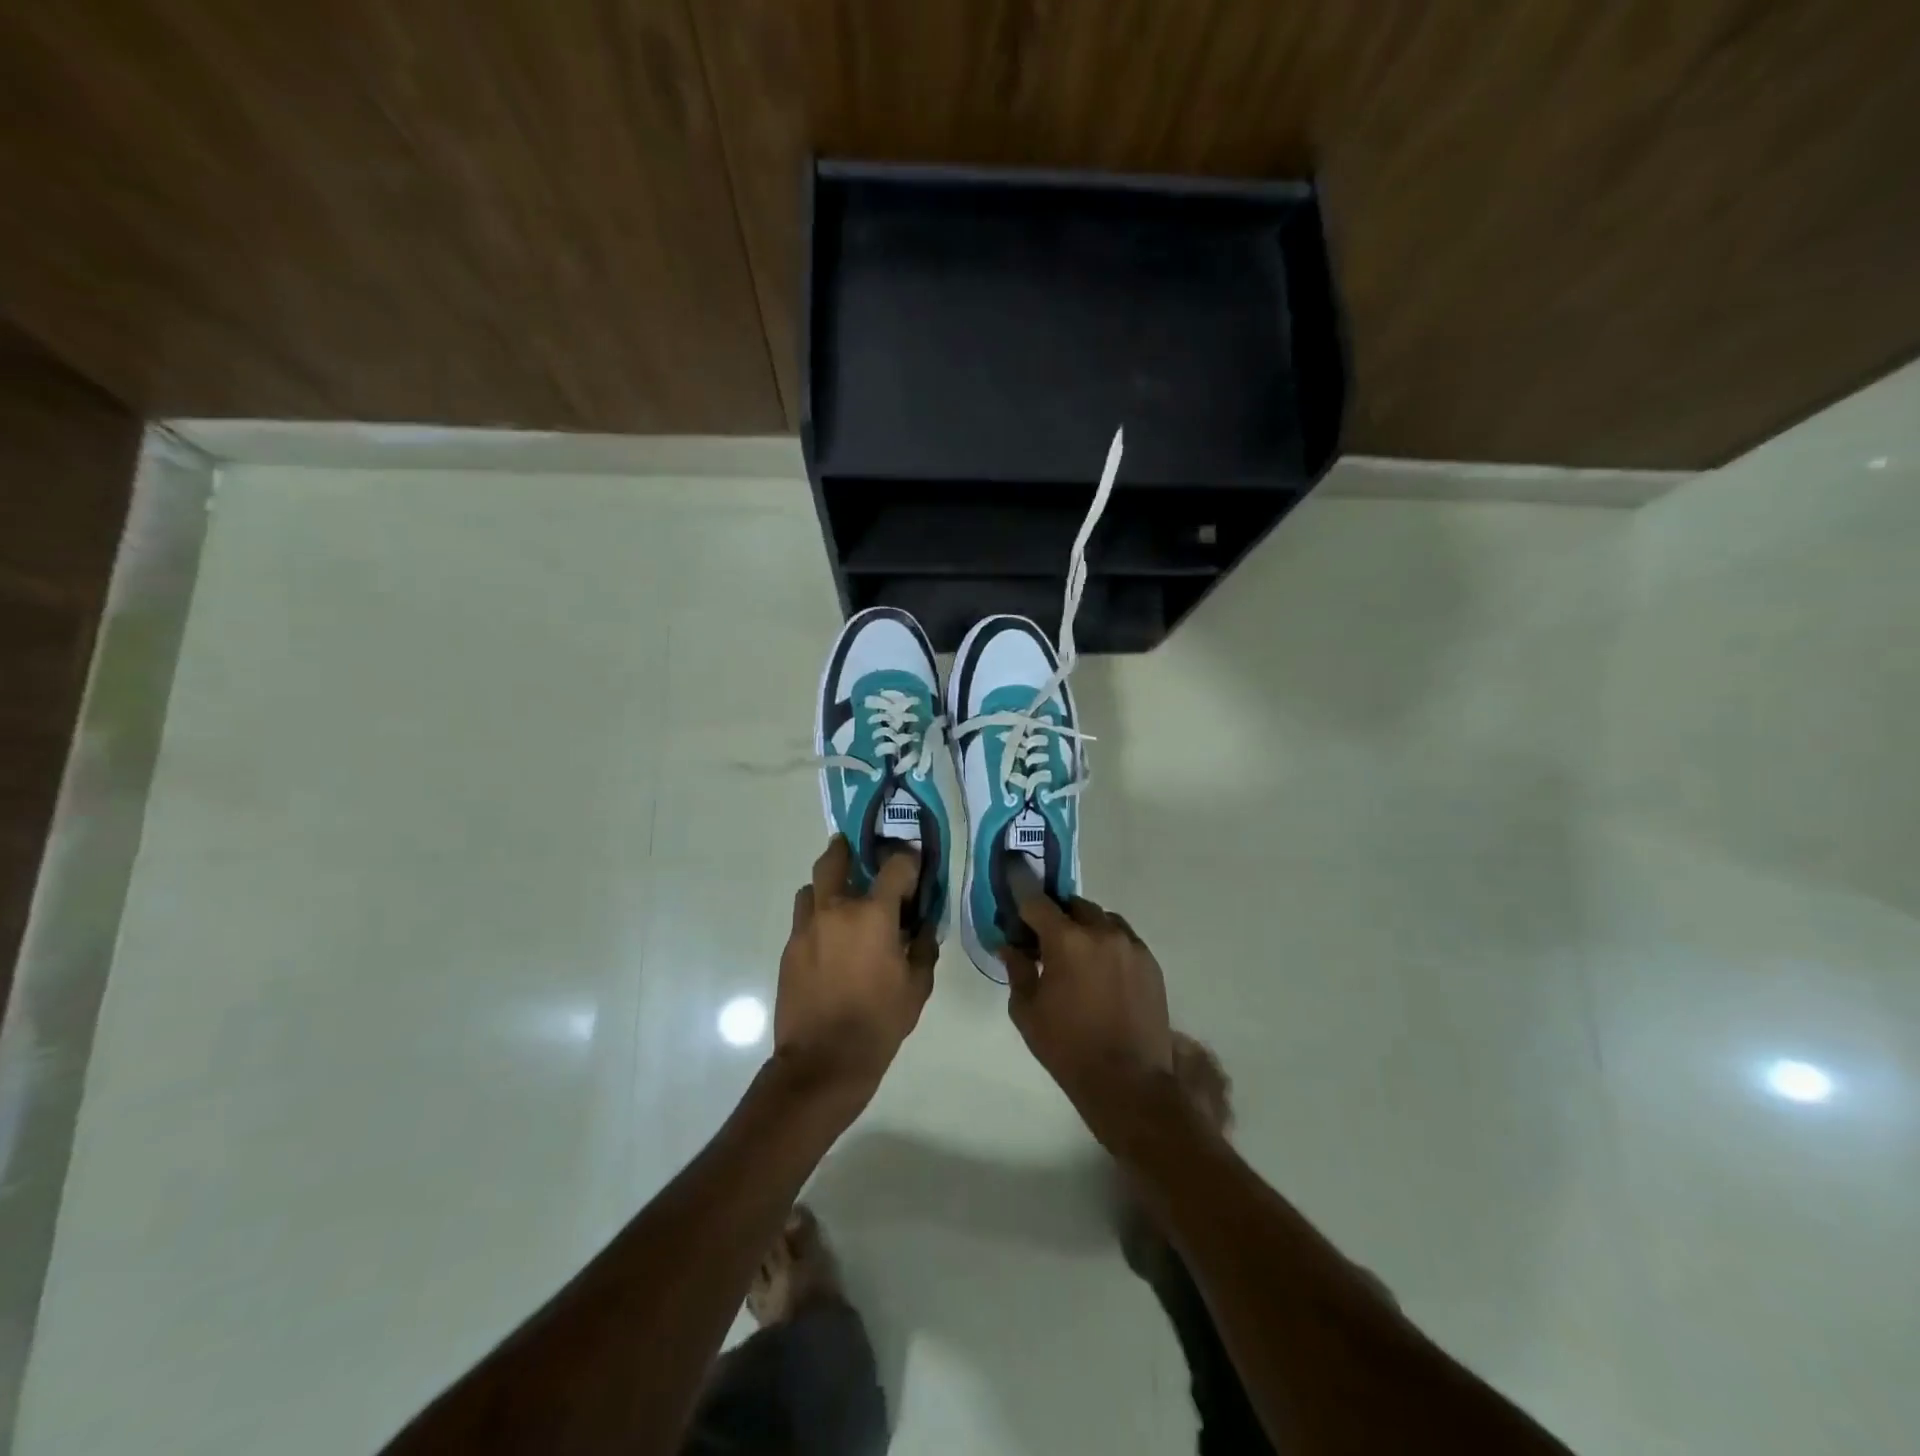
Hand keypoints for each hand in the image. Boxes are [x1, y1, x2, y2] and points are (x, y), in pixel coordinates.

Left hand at [774, 836, 935, 1110]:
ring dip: (827, 886)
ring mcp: (806, 928)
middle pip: (835, 859)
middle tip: (857, 852)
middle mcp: (836, 910)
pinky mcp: (789, 949)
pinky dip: (818, 918)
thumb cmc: (879, 1023)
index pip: (895, 866)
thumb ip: (924, 948)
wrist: (823, 1061)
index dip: (908, 861)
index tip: (914, 867)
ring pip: (812, 888)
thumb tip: (924, 927)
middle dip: (847, 849)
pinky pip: (803, 919)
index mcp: (873, 915)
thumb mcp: (917, 987)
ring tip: (841, 903)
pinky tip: (830, 941)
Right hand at [1000, 881, 1174, 1148]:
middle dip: (1057, 914)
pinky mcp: (1151, 962)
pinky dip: (1108, 944)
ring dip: (1085, 927)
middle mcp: (1102, 932)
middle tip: (1044, 936)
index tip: (1013, 878)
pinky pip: (1123, 939)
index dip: (1022, 889)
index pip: (1037, 901)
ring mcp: (1131, 945)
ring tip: (1076, 955)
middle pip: (1074, 905)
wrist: (1129, 1083)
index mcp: (1066, 940)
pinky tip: (1101, 971)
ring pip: (1102, 919)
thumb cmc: (1067, 1048)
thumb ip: (1018, 969)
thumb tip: (1009, 944)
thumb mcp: (1027, 1010)